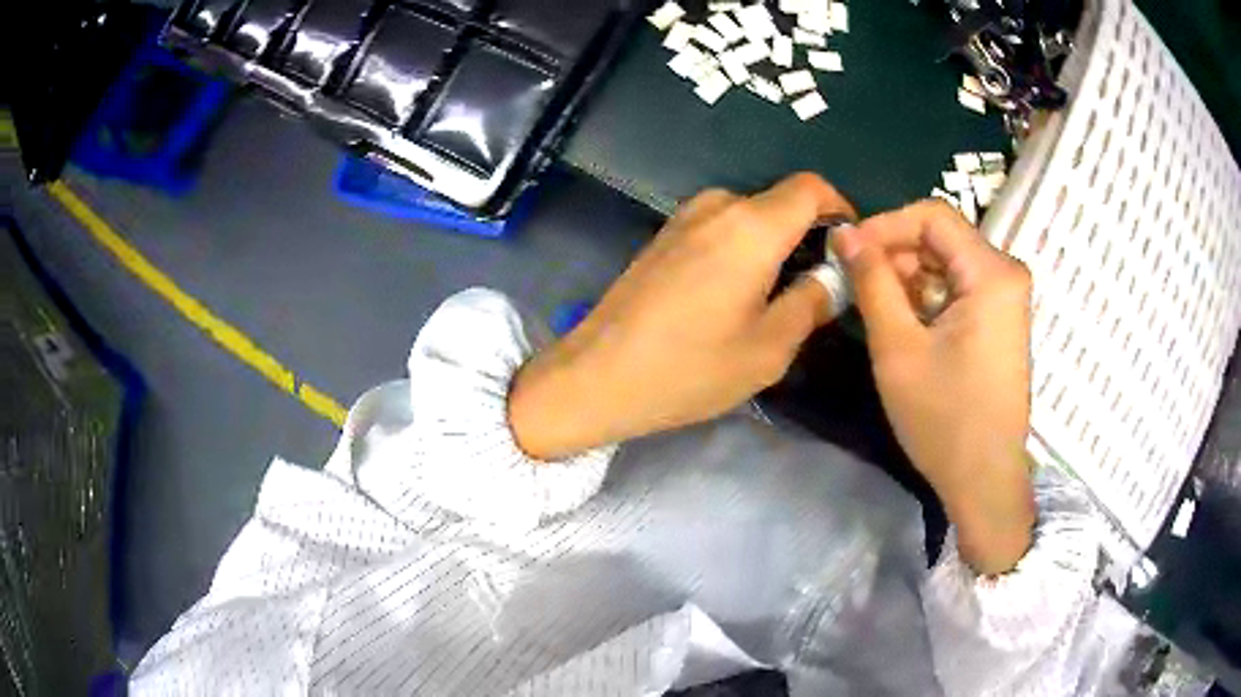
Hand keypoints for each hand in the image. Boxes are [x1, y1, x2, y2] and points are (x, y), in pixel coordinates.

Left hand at [509, 173, 854, 460]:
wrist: (597, 376)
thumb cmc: (689, 368)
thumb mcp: (769, 348)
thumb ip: (812, 302)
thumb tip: (834, 276)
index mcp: (752, 227)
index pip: (811, 187)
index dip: (840, 209)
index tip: (848, 249)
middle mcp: (718, 206)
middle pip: (781, 202)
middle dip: (807, 235)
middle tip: (814, 288)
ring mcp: (684, 217)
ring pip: (750, 216)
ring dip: (773, 245)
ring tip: (773, 298)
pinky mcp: (664, 235)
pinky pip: (720, 227)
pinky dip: (742, 248)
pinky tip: (732, 295)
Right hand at [834, 200, 1035, 574]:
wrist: (984, 480)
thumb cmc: (944, 419)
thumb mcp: (898, 348)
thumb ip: (871, 282)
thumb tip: (844, 234)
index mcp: (992, 273)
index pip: (932, 215)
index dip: (884, 225)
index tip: (848, 251)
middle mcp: (1006, 274)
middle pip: (941, 237)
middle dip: (895, 253)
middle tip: (856, 283)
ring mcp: (1007, 298)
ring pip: (947, 262)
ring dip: (908, 277)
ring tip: (876, 308)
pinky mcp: (1001, 319)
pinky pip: (959, 287)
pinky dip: (928, 297)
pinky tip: (906, 325)